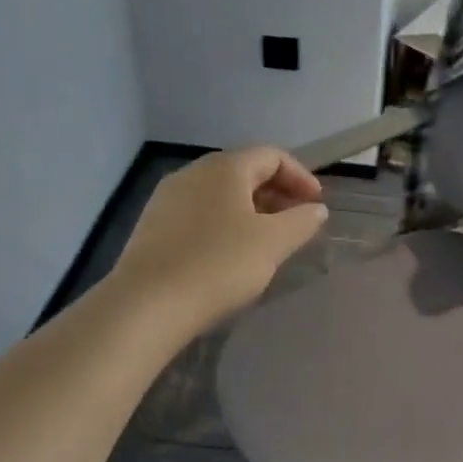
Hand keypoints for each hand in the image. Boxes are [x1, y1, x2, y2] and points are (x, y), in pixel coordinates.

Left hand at [111, 147, 327, 330]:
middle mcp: (193, 172)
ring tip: (266, 240)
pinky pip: (199, 213)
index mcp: (225, 167)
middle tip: (295, 221)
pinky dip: (223, 222)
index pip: (272, 156)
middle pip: (244, 171)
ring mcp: (168, 198)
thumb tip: (316, 208)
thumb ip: (301, 221)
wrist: (145, 306)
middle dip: (276, 192)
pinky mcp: (152, 225)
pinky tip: (229, 253)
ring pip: (220, 193)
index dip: (300, 176)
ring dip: (250, 209)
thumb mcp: (272, 243)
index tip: (316, 204)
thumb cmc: (218, 264)